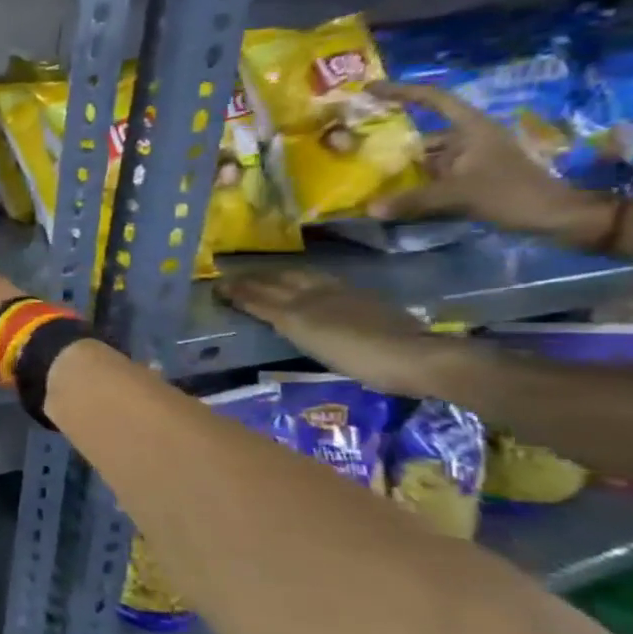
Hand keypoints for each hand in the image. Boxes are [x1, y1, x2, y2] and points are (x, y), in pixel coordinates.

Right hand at [217, 268, 462, 397]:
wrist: (415, 356)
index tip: (217, 286)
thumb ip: (282, 320)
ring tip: (265, 275)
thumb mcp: (310, 342)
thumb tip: (253, 302)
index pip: (260, 295)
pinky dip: (303, 279)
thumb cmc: (358, 358)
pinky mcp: (361, 299)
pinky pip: (320, 281)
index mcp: (298, 307)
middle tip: (234, 277)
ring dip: (278, 275)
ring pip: (300, 278)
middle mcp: (315, 294)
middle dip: (254, 279)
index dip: (238, 290)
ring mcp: (341, 294)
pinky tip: (305, 283)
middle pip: (278, 281)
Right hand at [368, 81, 610, 242]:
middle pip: (422, 130)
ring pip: (424, 155)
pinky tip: (387, 190)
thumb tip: (370, 208)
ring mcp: (468, 159)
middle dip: (390, 136)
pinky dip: (409, 180)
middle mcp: (468, 138)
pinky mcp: (467, 177)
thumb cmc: (512, 193)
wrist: (555, 216)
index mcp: (472, 129)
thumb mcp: (460, 194)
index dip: (402, 91)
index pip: (434, 100)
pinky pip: (429, 173)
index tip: (369, 89)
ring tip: (362, 169)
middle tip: (352, 140)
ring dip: (398, 162)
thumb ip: (412, 200)